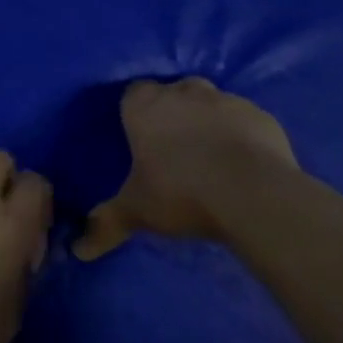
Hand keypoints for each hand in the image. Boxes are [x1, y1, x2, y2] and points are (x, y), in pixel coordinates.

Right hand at [74, 78, 295, 260]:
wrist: (255, 195)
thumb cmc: (181, 192)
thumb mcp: (136, 211)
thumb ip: (106, 224)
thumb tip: (78, 251)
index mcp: (143, 106)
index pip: (133, 93)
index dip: (136, 111)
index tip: (140, 135)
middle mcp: (182, 93)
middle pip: (174, 92)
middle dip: (174, 110)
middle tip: (173, 145)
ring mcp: (226, 101)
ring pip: (210, 102)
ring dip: (208, 120)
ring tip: (210, 155)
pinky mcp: (263, 117)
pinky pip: (245, 120)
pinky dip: (241, 134)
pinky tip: (243, 162)